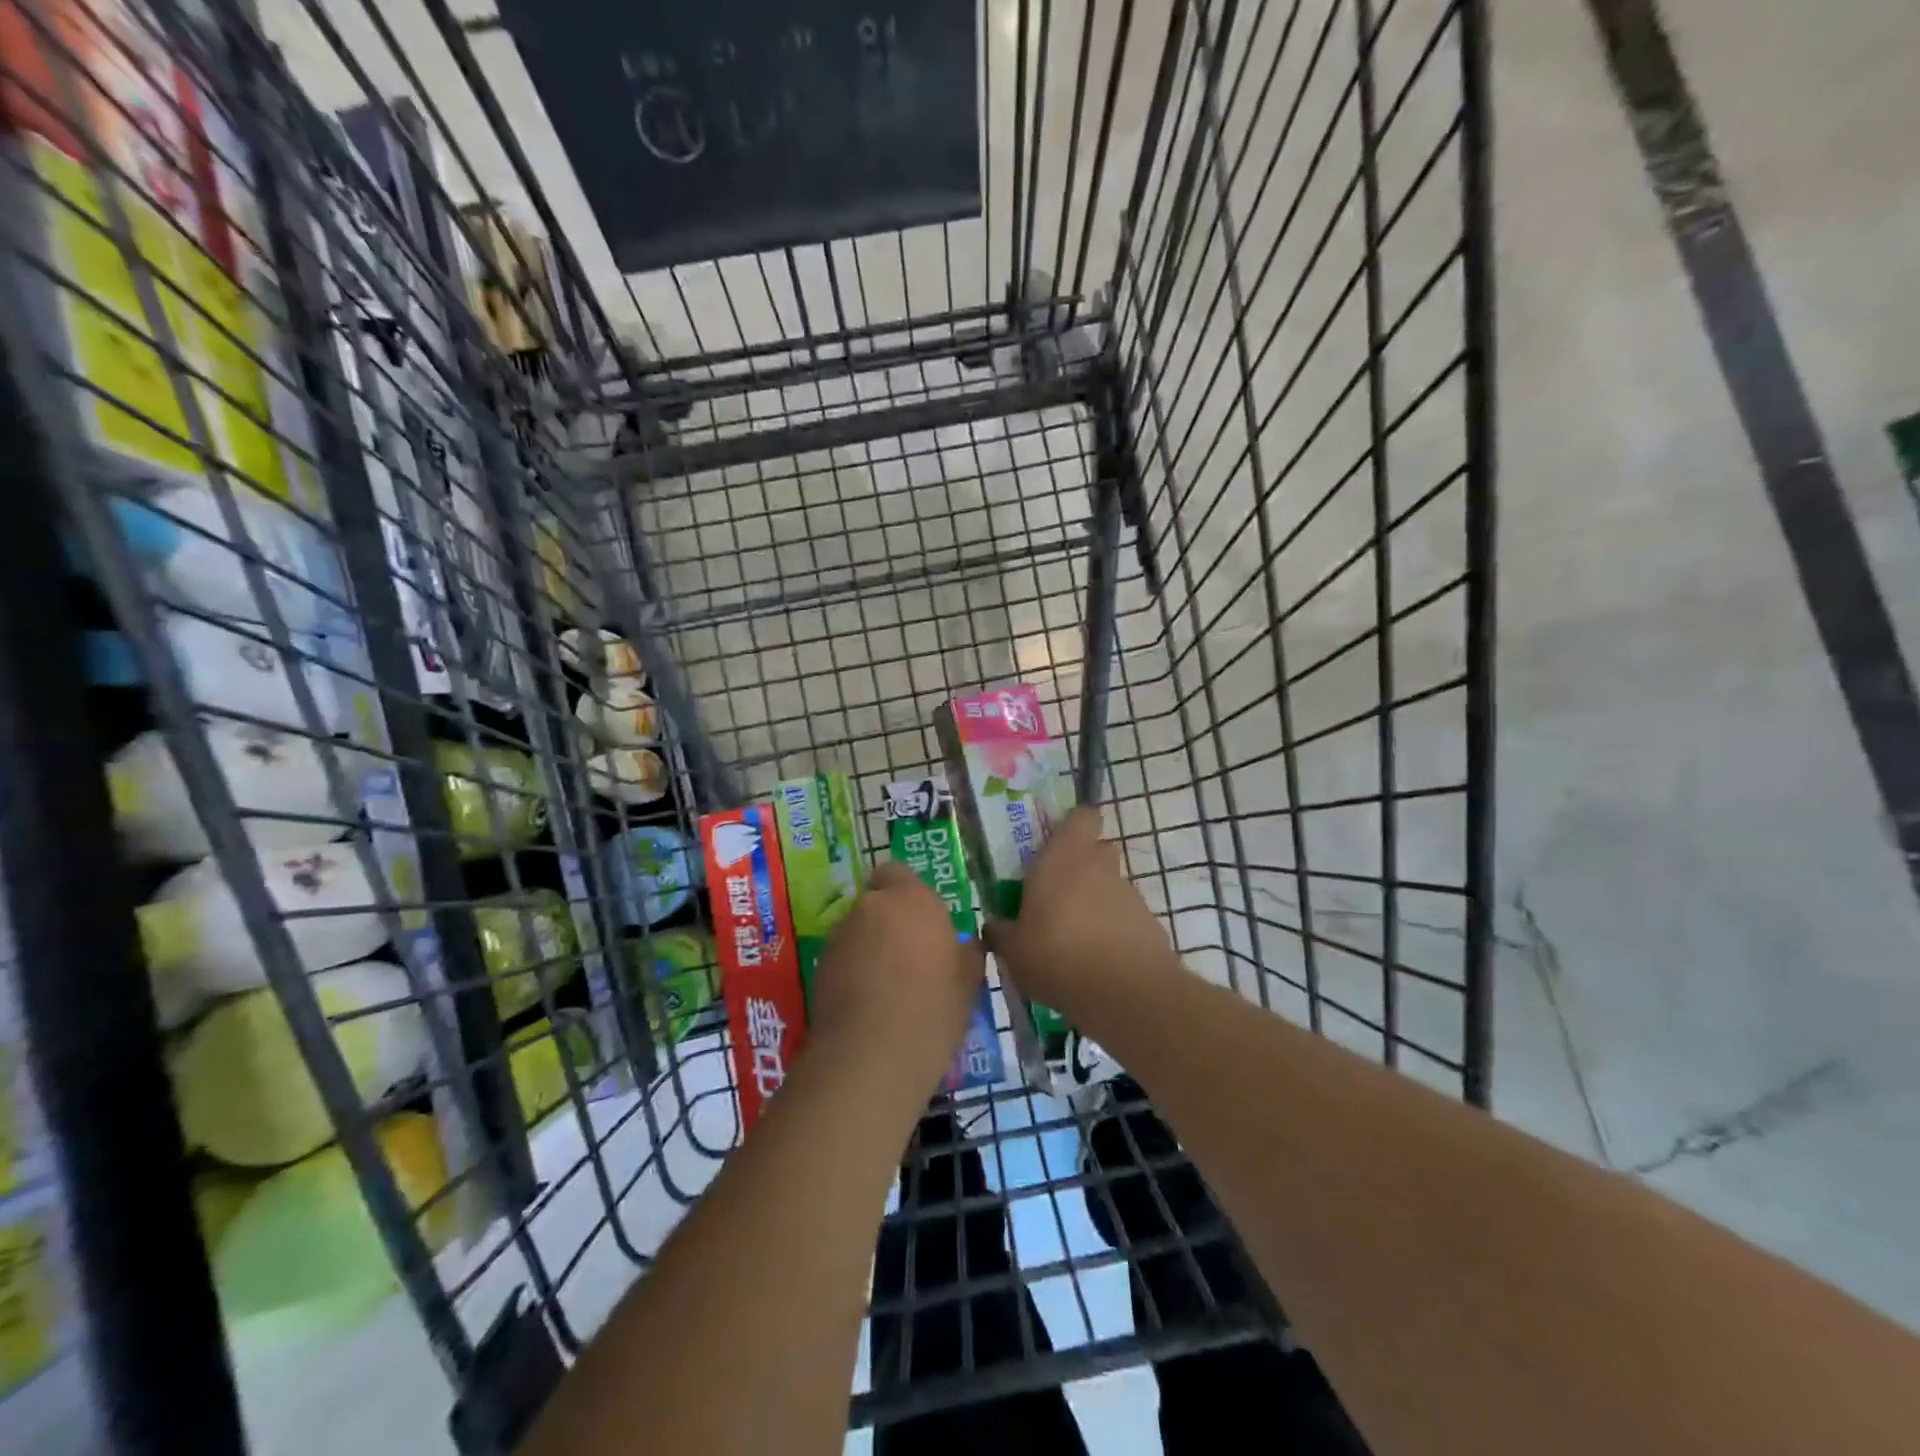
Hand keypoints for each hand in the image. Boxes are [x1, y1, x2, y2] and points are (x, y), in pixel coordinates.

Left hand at [805, 862, 984, 1102]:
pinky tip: (866, 1001)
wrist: (871, 1055)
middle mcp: (871, 906)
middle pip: (876, 901)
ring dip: (869, 944)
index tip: (922, 920)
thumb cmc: (933, 1010)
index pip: (898, 872)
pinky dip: (851, 969)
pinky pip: (842, 956)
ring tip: (886, 984)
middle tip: (909, 954)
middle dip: (888, 920)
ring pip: (857, 928)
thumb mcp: (969, 982)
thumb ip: (967, 952)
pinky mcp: (819, 965)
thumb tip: (966, 945)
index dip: (906, 891)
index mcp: (912, 900)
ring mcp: (840, 935)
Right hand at [984, 806, 1176, 1026]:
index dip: (1073, 826)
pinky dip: (1113, 931)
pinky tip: (1097, 961)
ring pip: (1109, 885)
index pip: (1081, 817)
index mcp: (1063, 857)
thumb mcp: (1014, 951)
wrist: (1126, 993)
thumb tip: (994, 926)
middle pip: (1096, 850)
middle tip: (1056, 894)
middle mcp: (1099, 865)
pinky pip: (1124, 917)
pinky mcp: (1149, 922)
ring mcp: (1128, 893)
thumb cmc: (1057, 956)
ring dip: (1095, 902)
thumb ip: (1002, 933)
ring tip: (1074, 939)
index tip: (1056, 843)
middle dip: (1080, 866)